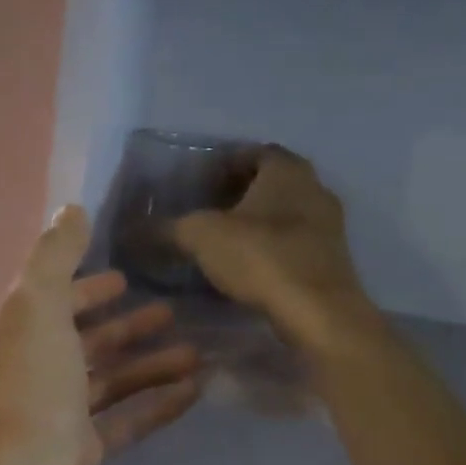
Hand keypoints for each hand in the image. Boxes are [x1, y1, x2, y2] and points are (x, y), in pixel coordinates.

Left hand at [0, 205, 199, 464]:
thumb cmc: (34, 392)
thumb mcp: (39, 309)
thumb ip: (55, 258)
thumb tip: (71, 209)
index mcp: (22, 336)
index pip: (54, 301)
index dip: (86, 286)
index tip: (126, 275)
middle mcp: (38, 373)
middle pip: (86, 342)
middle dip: (126, 325)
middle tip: (174, 311)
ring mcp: (60, 418)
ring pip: (111, 381)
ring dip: (150, 363)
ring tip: (197, 350)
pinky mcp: (84, 455)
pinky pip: (126, 420)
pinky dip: (156, 404)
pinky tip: (195, 390)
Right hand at [173, 147, 383, 356]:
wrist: (318, 313)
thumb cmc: (261, 257)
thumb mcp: (200, 236)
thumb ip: (167, 227)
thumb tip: (134, 230)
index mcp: (287, 169)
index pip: (253, 152)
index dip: (224, 164)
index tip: (198, 183)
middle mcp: (315, 188)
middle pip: (271, 182)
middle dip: (239, 193)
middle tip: (206, 210)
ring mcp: (329, 225)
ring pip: (285, 213)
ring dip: (256, 222)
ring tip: (222, 241)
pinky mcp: (332, 259)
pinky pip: (294, 241)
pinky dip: (270, 246)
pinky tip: (247, 266)